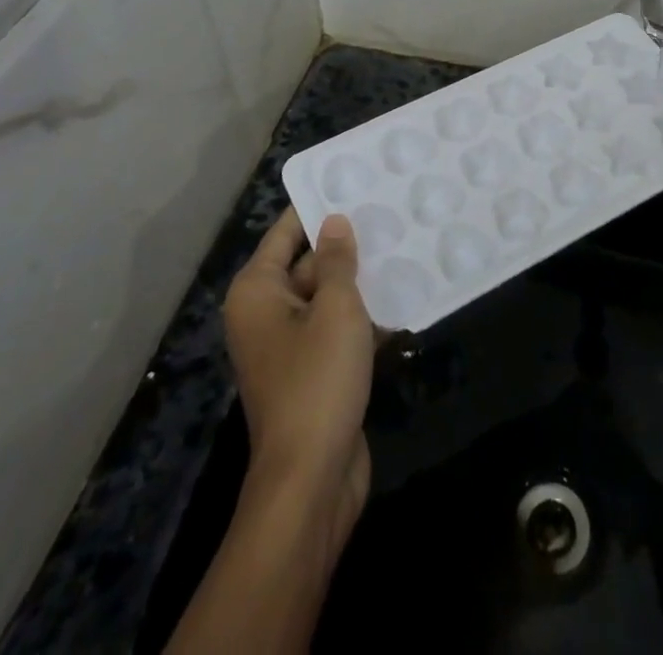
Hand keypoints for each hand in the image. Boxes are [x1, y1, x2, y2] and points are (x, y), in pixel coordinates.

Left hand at [223, 210, 374, 547]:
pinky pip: (337, 329)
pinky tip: (403, 298)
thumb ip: (337, 261)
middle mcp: (266, 314)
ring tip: (404, 245)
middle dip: (347, 244)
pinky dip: (363, 316)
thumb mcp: (335, 309)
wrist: (312, 480)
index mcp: (258, 292)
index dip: (317, 207)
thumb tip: (334, 221)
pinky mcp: (312, 372)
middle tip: (390, 212)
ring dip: (360, 281)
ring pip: (327, 297)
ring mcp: (289, 346)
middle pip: (308, 263)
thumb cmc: (317, 381)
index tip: (353, 182)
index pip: (286, 232)